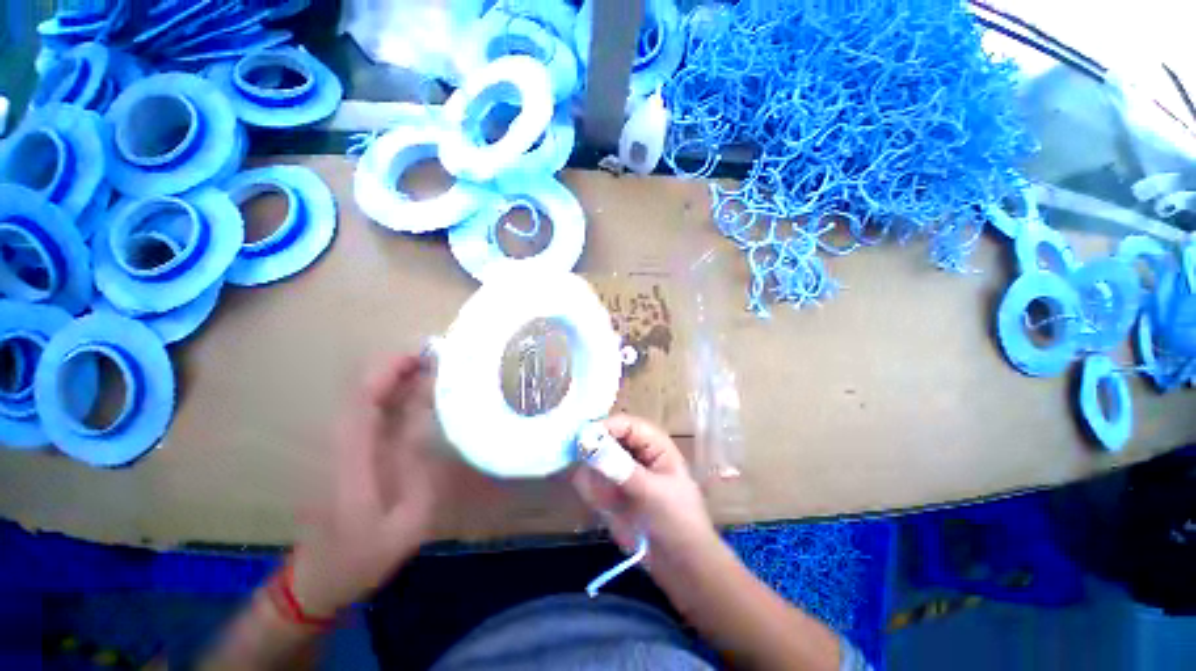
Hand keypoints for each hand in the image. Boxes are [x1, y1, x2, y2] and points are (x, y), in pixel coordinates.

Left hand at [291, 355, 443, 614]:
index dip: (389, 372)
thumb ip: (418, 471)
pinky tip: (416, 395)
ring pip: (362, 400)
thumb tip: (426, 423)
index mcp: (351, 461)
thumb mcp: (407, 523)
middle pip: (360, 392)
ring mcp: (338, 449)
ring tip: (433, 370)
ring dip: (395, 379)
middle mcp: (338, 446)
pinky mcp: (344, 454)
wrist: (317, 583)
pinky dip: (391, 397)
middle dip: (397, 368)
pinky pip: (367, 414)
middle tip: (438, 359)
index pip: (363, 401)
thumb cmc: (364, 557)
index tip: (423, 358)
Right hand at [572, 414, 720, 570]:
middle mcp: (636, 454)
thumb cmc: (678, 523)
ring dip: (587, 467)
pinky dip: (586, 485)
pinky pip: (592, 481)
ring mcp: (622, 474)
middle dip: (590, 445)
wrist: (683, 568)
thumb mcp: (653, 493)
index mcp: (654, 445)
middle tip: (570, 456)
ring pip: (596, 458)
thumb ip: (621, 469)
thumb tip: (590, 445)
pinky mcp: (611, 493)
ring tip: (582, 480)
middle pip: (608, 438)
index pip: (626, 425)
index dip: (605, 427)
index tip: (581, 439)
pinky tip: (589, 496)